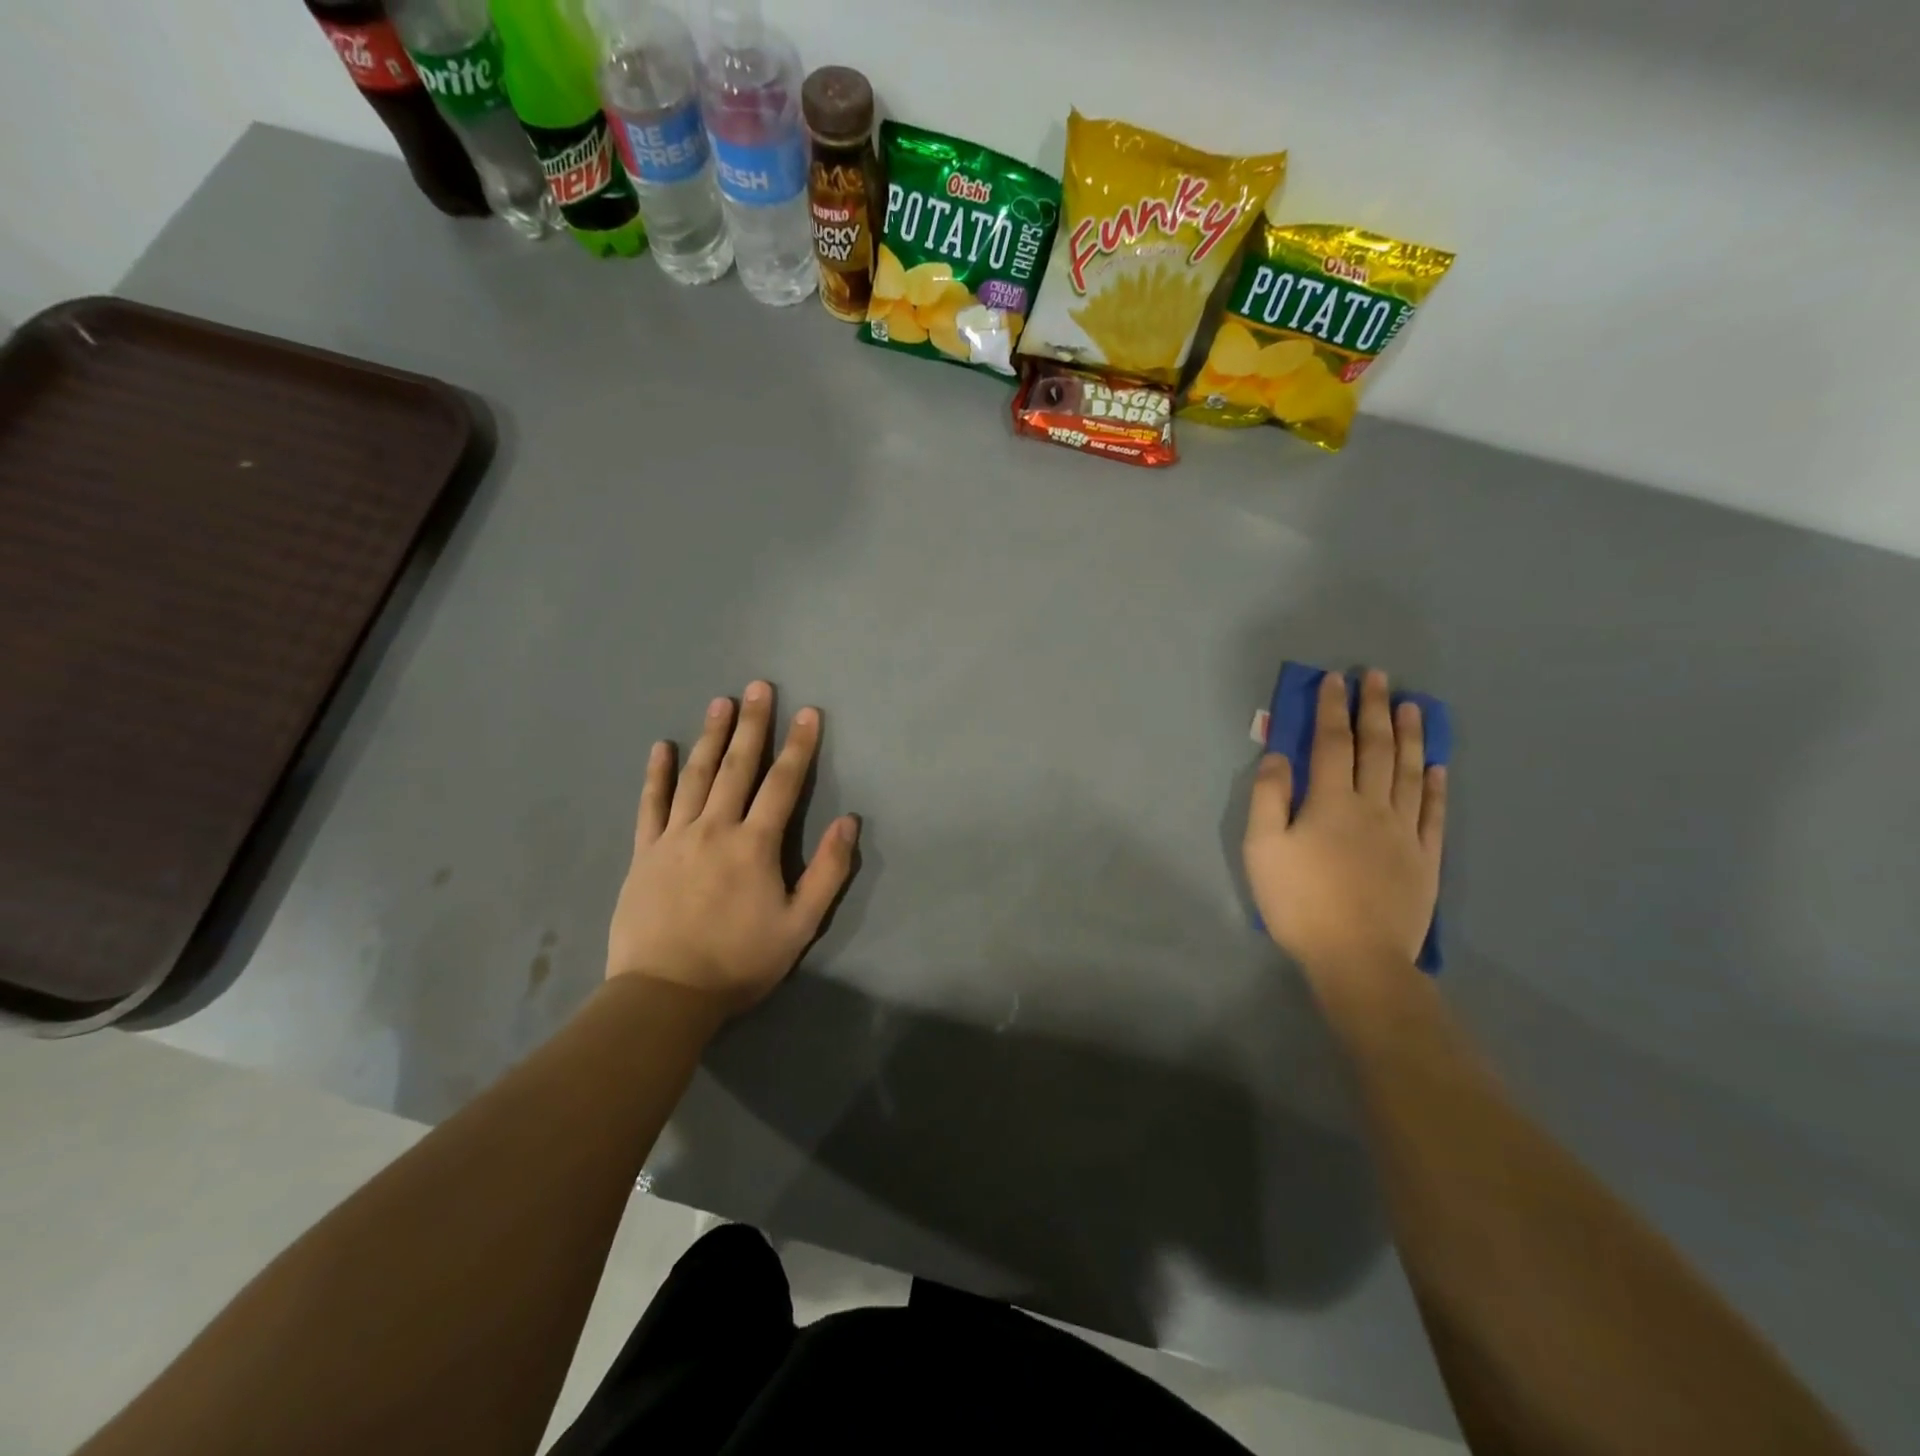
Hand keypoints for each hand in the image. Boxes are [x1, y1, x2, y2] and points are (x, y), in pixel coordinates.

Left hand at [606, 681, 857, 1012]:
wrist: (665, 994)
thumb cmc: (740, 962)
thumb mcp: (800, 925)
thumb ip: (828, 871)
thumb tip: (849, 822)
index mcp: (755, 845)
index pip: (782, 783)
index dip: (799, 746)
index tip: (807, 712)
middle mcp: (715, 828)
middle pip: (737, 767)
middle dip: (752, 724)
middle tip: (758, 686)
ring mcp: (675, 837)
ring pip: (696, 776)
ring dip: (710, 736)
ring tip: (720, 702)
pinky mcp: (644, 853)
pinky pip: (651, 804)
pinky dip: (657, 774)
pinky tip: (662, 747)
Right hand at [1243, 669, 1445, 980]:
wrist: (1358, 957)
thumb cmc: (1300, 901)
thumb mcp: (1262, 849)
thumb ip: (1268, 798)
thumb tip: (1278, 755)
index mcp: (1330, 802)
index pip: (1332, 743)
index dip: (1332, 708)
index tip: (1334, 679)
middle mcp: (1373, 807)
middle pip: (1376, 749)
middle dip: (1375, 709)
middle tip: (1379, 677)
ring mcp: (1405, 832)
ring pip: (1409, 773)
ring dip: (1410, 736)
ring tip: (1412, 706)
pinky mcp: (1425, 859)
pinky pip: (1433, 814)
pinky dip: (1435, 786)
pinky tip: (1436, 767)